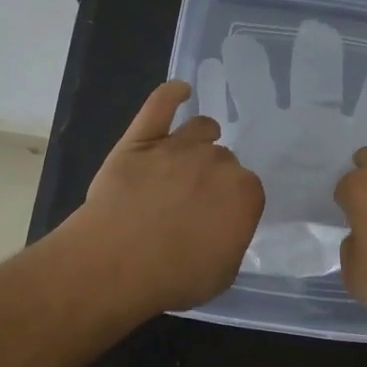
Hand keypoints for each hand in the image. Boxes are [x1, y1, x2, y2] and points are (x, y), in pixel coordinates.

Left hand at [68, 80, 264, 314]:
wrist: (118, 261)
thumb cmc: (176, 276)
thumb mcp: (223, 273)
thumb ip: (232, 242)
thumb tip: (224, 229)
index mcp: (245, 193)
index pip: (247, 190)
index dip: (233, 204)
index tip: (219, 219)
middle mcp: (217, 162)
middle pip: (223, 159)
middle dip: (214, 176)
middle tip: (196, 200)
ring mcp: (177, 147)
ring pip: (200, 129)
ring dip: (202, 137)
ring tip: (196, 147)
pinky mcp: (140, 140)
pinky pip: (160, 106)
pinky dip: (171, 94)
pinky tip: (179, 90)